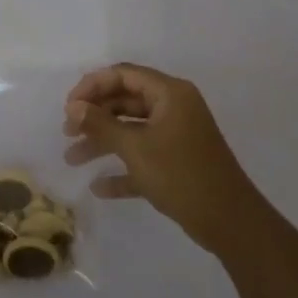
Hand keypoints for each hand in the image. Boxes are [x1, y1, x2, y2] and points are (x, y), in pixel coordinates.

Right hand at [63, 63, 263, 252]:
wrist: (230, 222)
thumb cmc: (181, 175)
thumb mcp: (135, 148)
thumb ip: (101, 125)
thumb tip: (74, 106)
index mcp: (170, 94)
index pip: (124, 75)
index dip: (92, 86)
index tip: (68, 107)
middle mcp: (174, 108)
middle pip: (125, 101)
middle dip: (94, 116)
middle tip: (67, 133)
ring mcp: (176, 135)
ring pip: (131, 130)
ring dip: (102, 142)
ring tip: (71, 159)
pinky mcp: (177, 162)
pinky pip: (143, 156)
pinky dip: (122, 168)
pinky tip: (99, 186)